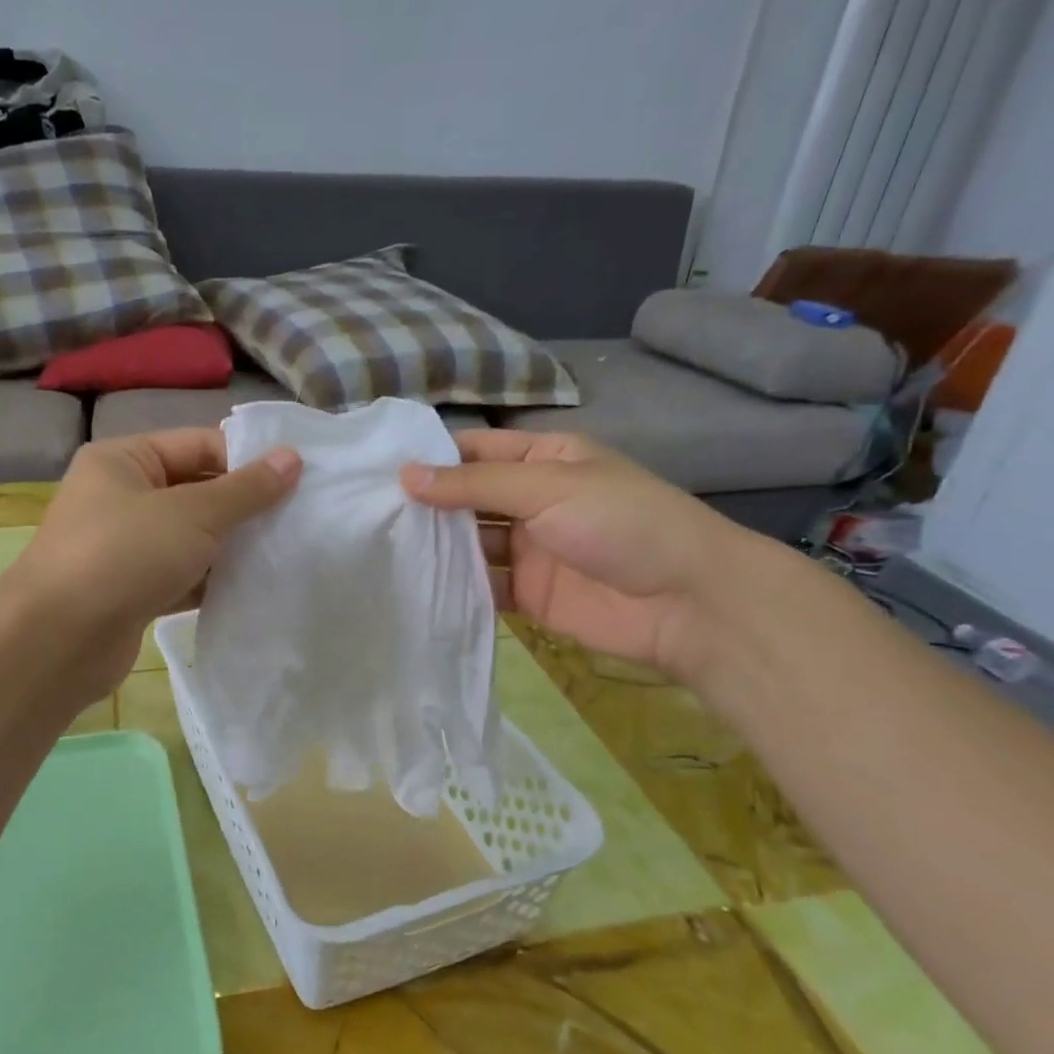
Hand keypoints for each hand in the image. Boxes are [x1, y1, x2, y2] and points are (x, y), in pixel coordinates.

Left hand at [3, 429, 300, 699]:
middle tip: (298, 519)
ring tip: (285, 552)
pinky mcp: (132, 591)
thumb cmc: (124, 555)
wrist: (58, 641)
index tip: (298, 481)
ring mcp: (125, 548)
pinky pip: (182, 575)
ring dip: (232, 546)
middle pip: (196, 491)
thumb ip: (246, 489)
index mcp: (124, 460)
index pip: (198, 445)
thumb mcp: (193, 514)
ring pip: (192, 538)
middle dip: (244, 507)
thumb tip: (292, 458)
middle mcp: (121, 498)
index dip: (247, 460)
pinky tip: (253, 587)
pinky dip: (212, 580)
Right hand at [401, 429, 760, 681]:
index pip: (475, 451)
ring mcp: (528, 549)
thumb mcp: (548, 487)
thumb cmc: (622, 522)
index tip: (376, 468)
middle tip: (365, 513)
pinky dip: (453, 587)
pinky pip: (482, 586)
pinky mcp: (527, 593)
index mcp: (543, 460)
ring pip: (469, 543)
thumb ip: (475, 485)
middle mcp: (531, 501)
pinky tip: (412, 587)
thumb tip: (405, 476)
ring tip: (377, 548)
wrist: (687, 602)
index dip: (431, 458)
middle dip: (425, 505)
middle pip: (466, 498)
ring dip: (434, 546)